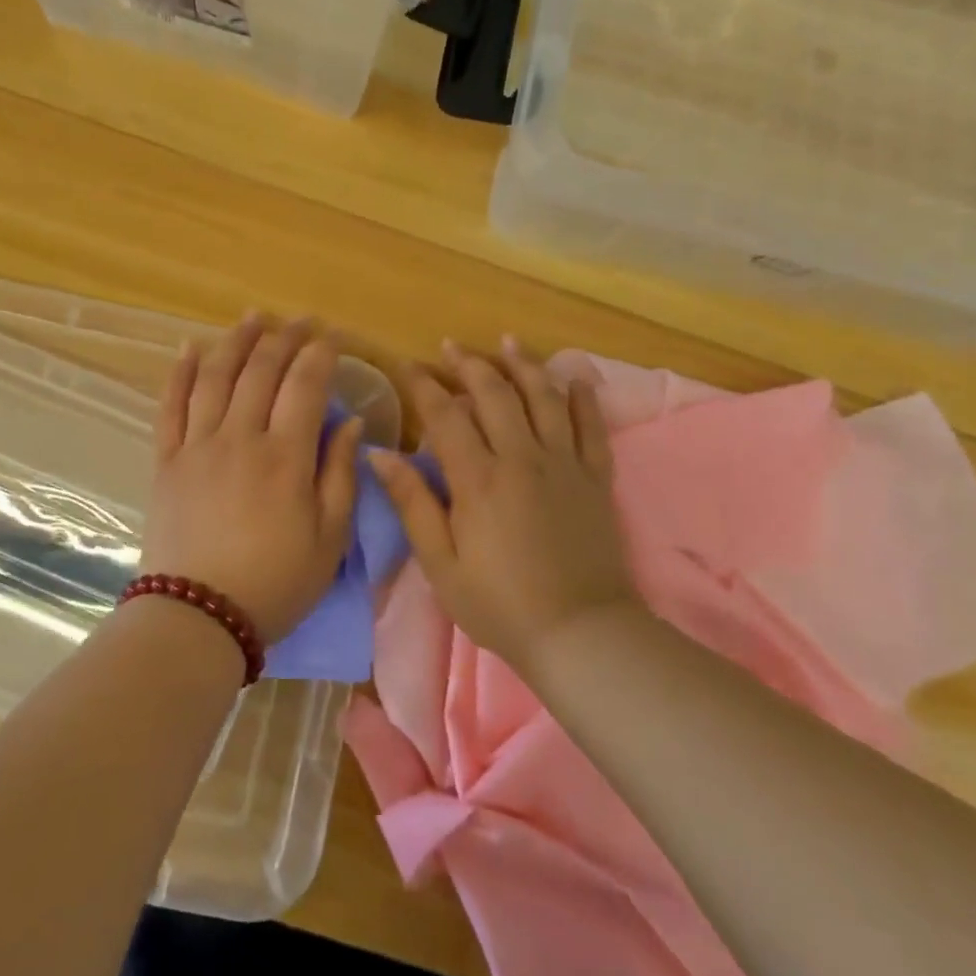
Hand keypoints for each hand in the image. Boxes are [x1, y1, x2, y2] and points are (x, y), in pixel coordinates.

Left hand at [141, 315, 362, 644]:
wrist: (198, 616)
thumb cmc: (275, 582)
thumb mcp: (329, 538)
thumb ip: (341, 474)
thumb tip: (350, 421)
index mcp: (285, 457)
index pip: (305, 386)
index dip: (320, 355)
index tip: (331, 337)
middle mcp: (240, 437)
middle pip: (262, 371)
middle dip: (284, 339)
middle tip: (299, 321)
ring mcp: (197, 445)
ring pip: (216, 377)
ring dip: (237, 341)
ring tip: (253, 318)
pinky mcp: (167, 460)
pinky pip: (171, 405)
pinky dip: (181, 372)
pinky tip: (191, 348)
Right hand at [367, 337, 636, 672]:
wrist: (580, 633)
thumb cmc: (499, 604)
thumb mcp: (440, 563)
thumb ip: (412, 503)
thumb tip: (379, 454)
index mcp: (479, 478)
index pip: (446, 415)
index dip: (424, 385)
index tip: (407, 365)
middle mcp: (523, 458)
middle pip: (496, 394)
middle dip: (470, 365)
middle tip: (452, 346)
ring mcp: (565, 464)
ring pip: (544, 398)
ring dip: (524, 365)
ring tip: (508, 342)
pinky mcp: (596, 478)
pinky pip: (592, 427)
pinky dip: (583, 399)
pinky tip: (575, 379)